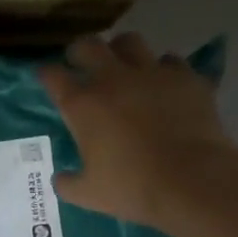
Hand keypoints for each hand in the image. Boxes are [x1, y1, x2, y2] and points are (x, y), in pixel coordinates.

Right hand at [40, 34, 234, 229]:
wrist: (192, 180)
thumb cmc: (132, 187)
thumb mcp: (89, 194)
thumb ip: (68, 183)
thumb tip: (61, 178)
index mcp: (82, 105)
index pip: (53, 76)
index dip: (46, 73)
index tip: (45, 76)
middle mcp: (113, 79)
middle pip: (88, 46)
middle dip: (79, 51)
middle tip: (79, 62)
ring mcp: (152, 73)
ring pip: (129, 42)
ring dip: (120, 50)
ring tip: (122, 65)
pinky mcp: (185, 77)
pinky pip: (170, 61)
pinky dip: (163, 69)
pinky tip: (163, 83)